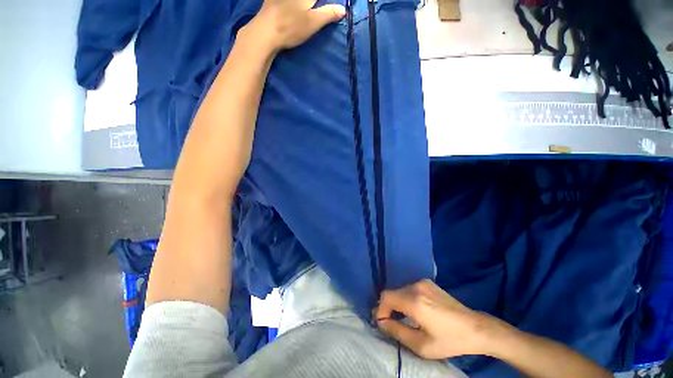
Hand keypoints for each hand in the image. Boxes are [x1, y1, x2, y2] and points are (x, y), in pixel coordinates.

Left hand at [244, 0, 345, 52]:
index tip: (333, 7)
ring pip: (301, 1)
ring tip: (311, 9)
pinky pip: (286, 1)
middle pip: (311, 0)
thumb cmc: (291, 27)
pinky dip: (297, 5)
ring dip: (307, 6)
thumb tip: (343, 9)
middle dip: (317, 3)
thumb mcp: (313, 22)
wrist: (265, 32)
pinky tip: (295, 10)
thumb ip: (329, 14)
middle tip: (321, 7)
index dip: (327, 3)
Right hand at [376, 279, 502, 358]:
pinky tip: (415, 310)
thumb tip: (381, 322)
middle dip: (388, 307)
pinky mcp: (428, 282)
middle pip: (392, 293)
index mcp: (414, 301)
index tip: (382, 322)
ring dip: (397, 303)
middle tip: (391, 323)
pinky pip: (409, 289)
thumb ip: (397, 331)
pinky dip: (406, 298)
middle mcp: (416, 286)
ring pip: (400, 290)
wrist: (475, 328)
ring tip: (404, 318)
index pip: (386, 297)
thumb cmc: (449, 341)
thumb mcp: (421, 345)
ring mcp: (422, 282)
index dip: (380, 309)